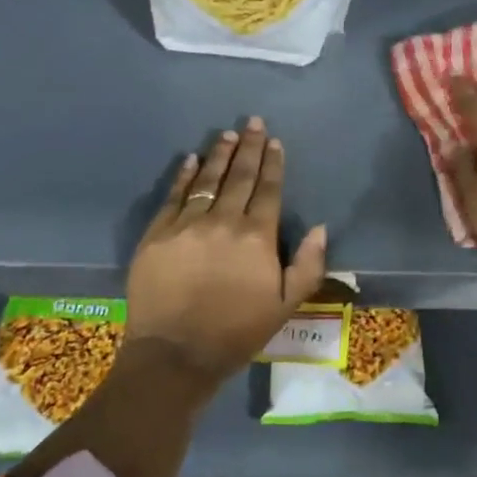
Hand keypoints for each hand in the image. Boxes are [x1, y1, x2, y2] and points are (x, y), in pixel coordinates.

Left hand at [125, 117, 327, 382]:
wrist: (175, 354)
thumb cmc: (236, 332)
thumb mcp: (285, 306)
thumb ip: (307, 265)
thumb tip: (319, 227)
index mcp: (257, 237)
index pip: (268, 190)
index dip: (273, 164)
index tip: (275, 142)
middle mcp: (223, 221)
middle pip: (240, 176)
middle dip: (249, 147)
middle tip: (253, 122)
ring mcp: (187, 225)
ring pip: (206, 180)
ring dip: (219, 155)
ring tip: (227, 135)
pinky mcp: (157, 234)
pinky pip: (173, 197)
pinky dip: (183, 176)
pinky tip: (190, 160)